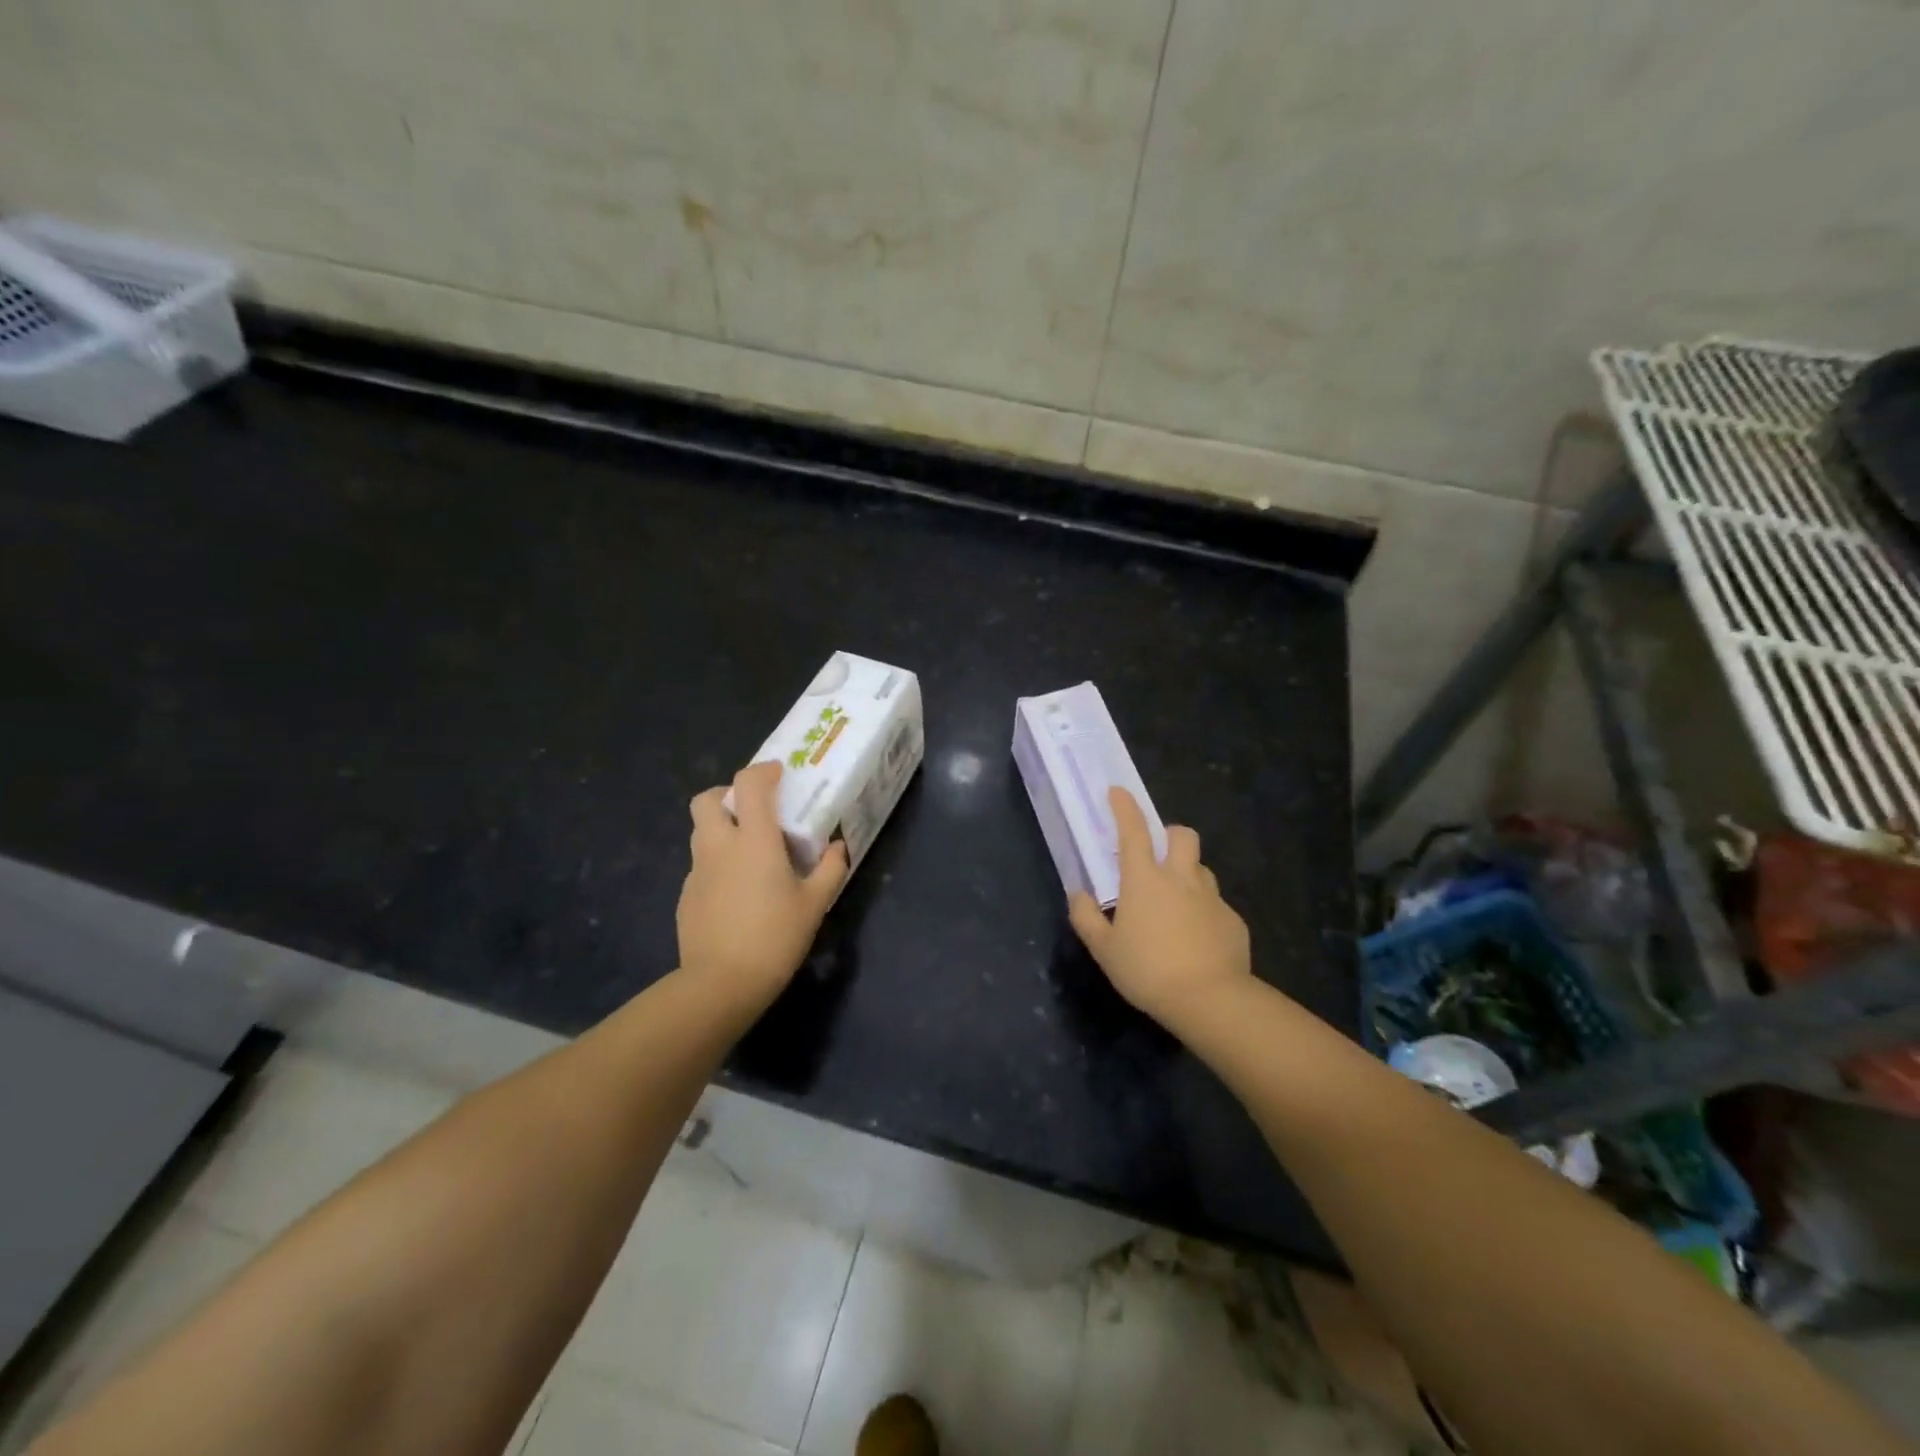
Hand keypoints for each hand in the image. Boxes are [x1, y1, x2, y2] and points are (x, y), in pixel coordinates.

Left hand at [679, 761, 849, 1010]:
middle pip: (707, 800)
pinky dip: (717, 863)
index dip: (762, 771)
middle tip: (753, 811)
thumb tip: (839, 848)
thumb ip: (830, 870)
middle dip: (727, 795)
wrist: (720, 984)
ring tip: (749, 851)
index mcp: (753, 840)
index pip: (748, 784)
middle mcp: (719, 846)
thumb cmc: (774, 937)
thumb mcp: (814, 904)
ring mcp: (697, 871)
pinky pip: (701, 865)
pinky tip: (737, 891)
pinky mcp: (686, 896)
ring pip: (701, 832)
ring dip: (722, 828)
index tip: (779, 775)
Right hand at [1068, 786, 1251, 1026]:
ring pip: (1201, 869)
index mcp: (1144, 879)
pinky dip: (1204, 912)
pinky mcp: (1233, 921)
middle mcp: (1180, 879)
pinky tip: (1196, 940)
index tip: (1118, 791)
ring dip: (1187, 874)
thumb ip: (1087, 918)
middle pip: (1182, 836)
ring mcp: (1211, 898)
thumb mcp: (1104, 950)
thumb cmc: (1148, 970)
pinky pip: (1216, 905)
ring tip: (1175, 904)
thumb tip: (1078, 895)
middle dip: (1170, 835)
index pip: (1133, 831)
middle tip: (1157, 856)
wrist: (1210, 1000)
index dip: (1124, 808)